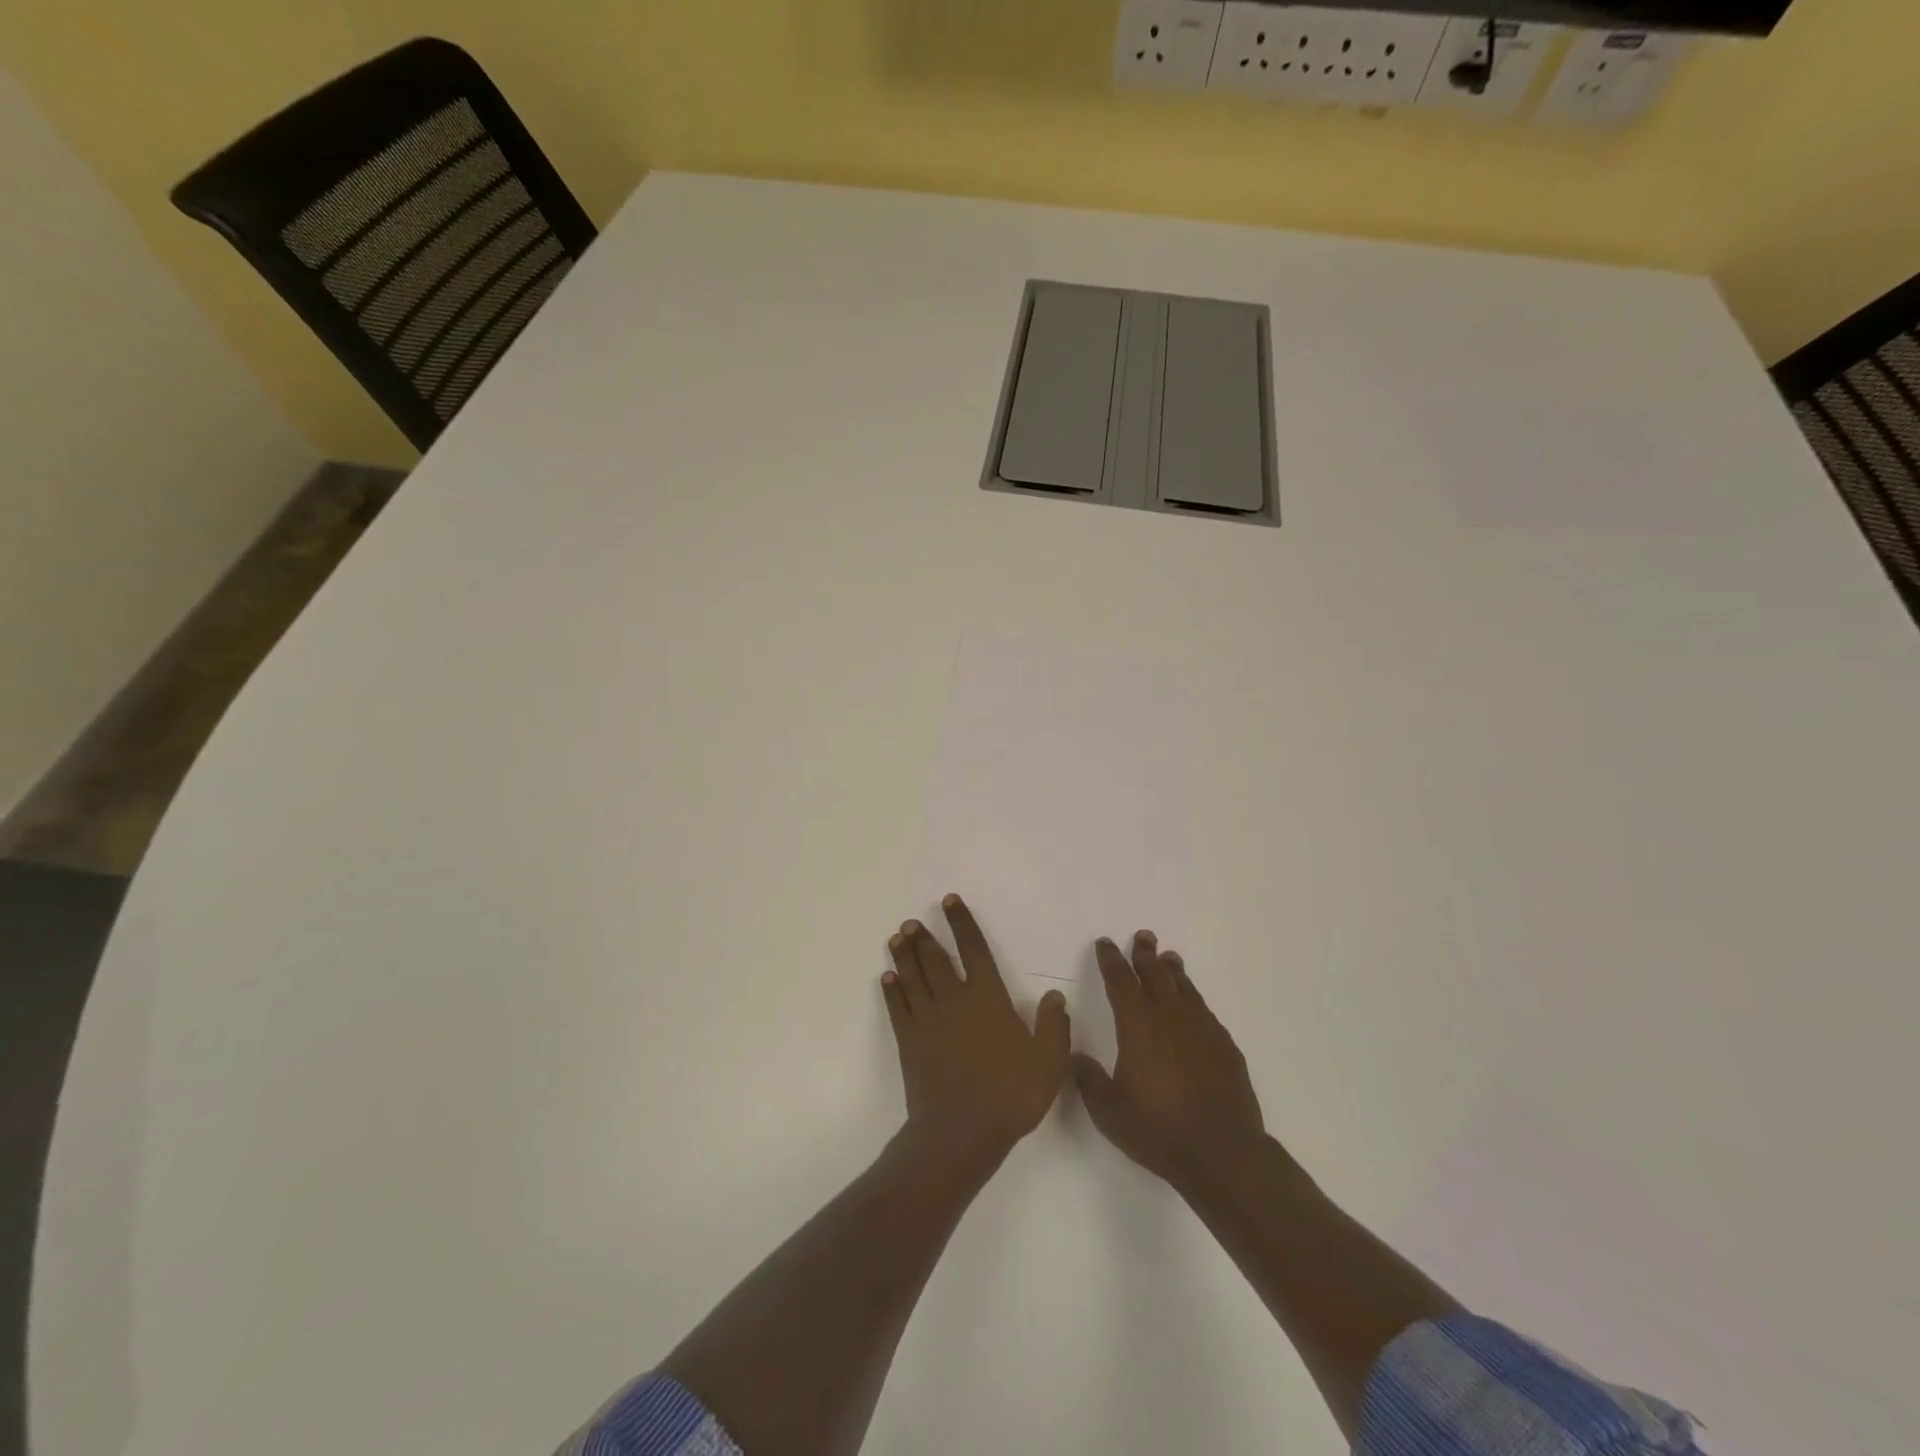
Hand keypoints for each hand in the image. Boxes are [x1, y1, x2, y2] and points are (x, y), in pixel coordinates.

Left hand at [883, 895, 1070, 1169]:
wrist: (961, 1132)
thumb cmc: (1010, 1094)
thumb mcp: (1049, 1062)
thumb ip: (1054, 1026)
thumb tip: (1054, 996)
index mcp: (988, 998)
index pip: (974, 950)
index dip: (962, 923)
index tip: (949, 901)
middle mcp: (954, 1000)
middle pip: (936, 959)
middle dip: (924, 937)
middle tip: (911, 921)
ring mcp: (928, 1020)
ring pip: (913, 977)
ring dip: (904, 955)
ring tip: (897, 937)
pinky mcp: (909, 1041)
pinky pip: (898, 1007)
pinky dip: (892, 989)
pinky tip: (887, 977)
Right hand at [1074, 931, 1265, 1191]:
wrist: (1223, 1154)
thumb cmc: (1159, 1130)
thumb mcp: (1109, 1111)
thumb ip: (1088, 1080)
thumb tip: (1074, 1056)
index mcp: (1139, 1028)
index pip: (1122, 984)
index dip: (1112, 961)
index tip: (1106, 944)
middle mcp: (1170, 1020)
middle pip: (1156, 977)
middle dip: (1146, 956)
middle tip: (1144, 936)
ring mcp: (1202, 1031)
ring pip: (1185, 990)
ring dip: (1174, 972)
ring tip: (1169, 958)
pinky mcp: (1225, 1048)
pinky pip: (1205, 1012)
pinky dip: (1195, 1000)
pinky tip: (1194, 1004)